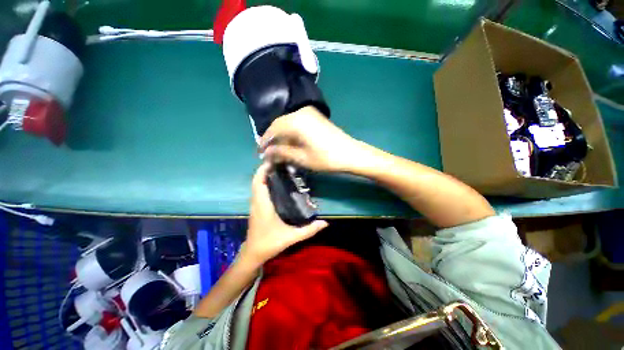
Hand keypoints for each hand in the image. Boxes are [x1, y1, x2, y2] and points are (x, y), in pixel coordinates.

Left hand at [241, 162, 328, 265]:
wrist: (253, 254)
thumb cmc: (269, 244)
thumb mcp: (291, 237)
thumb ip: (309, 230)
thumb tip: (325, 223)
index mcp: (263, 205)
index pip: (259, 182)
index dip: (263, 169)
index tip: (273, 161)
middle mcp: (257, 202)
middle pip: (257, 180)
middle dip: (265, 169)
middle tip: (280, 163)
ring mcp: (255, 205)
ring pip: (256, 185)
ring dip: (264, 176)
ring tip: (279, 170)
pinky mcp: (256, 208)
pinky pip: (258, 191)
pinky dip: (264, 183)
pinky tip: (276, 184)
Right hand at [259, 106, 366, 172]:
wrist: (350, 153)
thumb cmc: (325, 158)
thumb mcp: (301, 158)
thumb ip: (281, 153)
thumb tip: (266, 153)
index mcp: (295, 121)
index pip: (272, 130)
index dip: (264, 142)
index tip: (260, 153)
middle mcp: (300, 113)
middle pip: (279, 124)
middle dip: (272, 139)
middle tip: (268, 153)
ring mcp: (309, 113)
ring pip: (287, 123)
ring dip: (281, 136)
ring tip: (278, 150)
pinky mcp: (315, 117)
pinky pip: (296, 123)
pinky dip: (290, 133)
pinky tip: (289, 142)